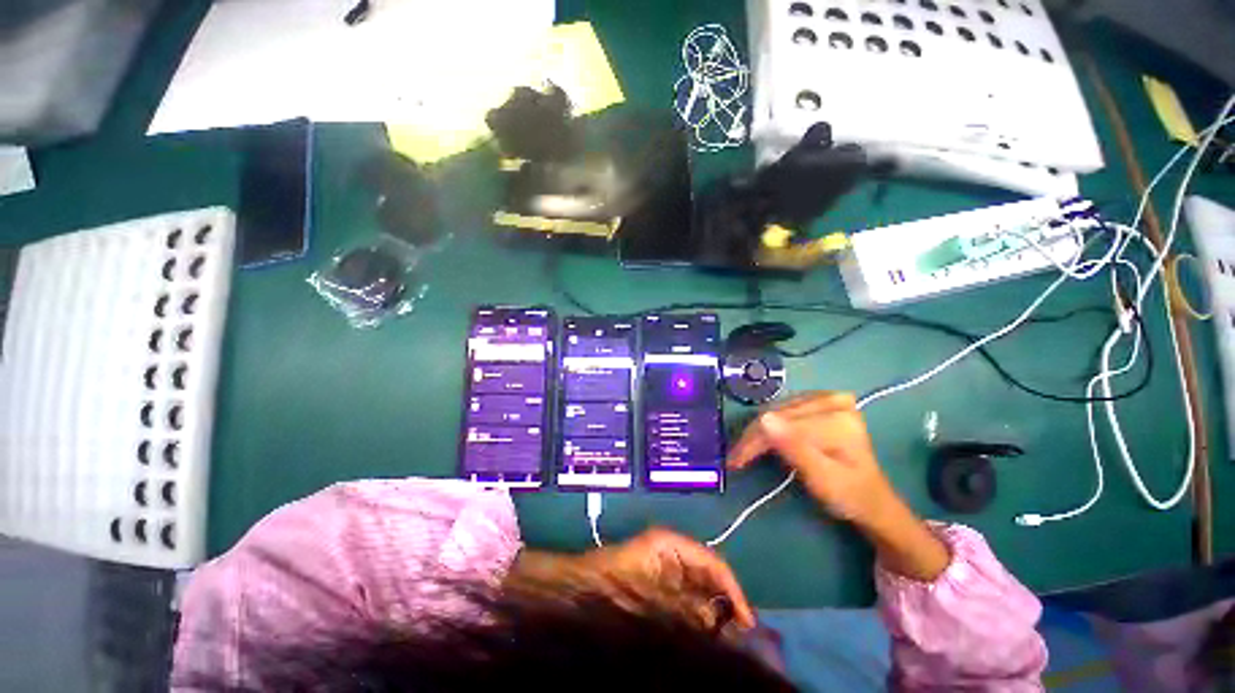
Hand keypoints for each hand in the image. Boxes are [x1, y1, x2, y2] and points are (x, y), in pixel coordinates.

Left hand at [579, 528, 756, 629]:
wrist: (580, 587)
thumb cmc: (614, 585)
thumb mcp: (652, 597)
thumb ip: (686, 610)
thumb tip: (719, 623)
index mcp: (671, 544)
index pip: (713, 563)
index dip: (733, 591)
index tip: (748, 623)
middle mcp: (672, 552)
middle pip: (708, 576)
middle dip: (724, 604)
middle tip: (740, 639)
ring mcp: (665, 567)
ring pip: (697, 589)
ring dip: (711, 613)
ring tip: (727, 643)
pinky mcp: (658, 583)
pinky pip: (684, 598)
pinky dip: (695, 615)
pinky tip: (703, 636)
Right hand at [727, 392, 894, 525]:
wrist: (870, 499)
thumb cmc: (849, 495)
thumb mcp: (822, 479)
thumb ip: (795, 449)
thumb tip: (764, 420)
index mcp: (838, 416)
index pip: (782, 423)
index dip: (754, 443)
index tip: (734, 462)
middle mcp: (832, 399)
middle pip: (777, 414)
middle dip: (753, 438)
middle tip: (735, 459)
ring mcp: (826, 397)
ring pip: (775, 411)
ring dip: (757, 432)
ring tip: (744, 452)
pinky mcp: (820, 401)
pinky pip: (782, 410)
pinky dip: (768, 427)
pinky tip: (760, 441)